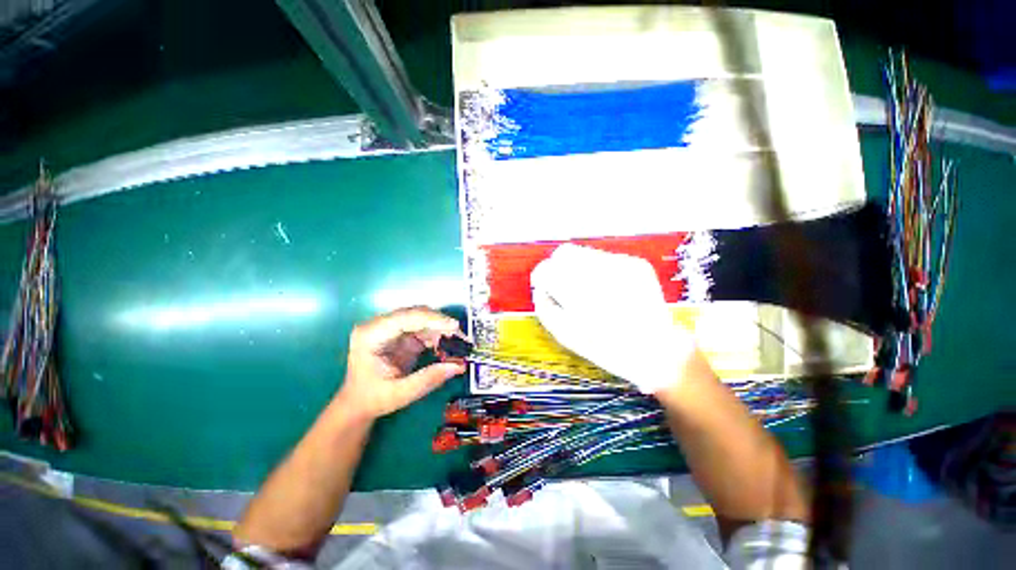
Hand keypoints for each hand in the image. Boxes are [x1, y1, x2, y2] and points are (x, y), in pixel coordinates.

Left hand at [336, 307, 465, 419]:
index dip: (432, 319)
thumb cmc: (372, 399)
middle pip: (415, 314)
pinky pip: (424, 328)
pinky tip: (449, 345)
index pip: (405, 318)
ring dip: (442, 328)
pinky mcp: (402, 334)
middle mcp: (380, 325)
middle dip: (440, 323)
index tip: (454, 327)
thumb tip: (459, 366)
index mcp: (371, 335)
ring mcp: (391, 328)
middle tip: (461, 336)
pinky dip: (439, 335)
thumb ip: (428, 379)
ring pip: (423, 319)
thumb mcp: (399, 394)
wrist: (358, 404)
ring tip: (459, 342)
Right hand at [530, 244, 695, 393]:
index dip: (542, 277)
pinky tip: (607, 288)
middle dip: (559, 268)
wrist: (658, 351)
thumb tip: (540, 289)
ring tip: (588, 289)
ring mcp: (621, 265)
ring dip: (578, 267)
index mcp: (579, 294)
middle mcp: (599, 273)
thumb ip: (546, 309)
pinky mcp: (636, 263)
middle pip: (564, 253)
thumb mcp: (567, 336)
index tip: (545, 286)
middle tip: (564, 286)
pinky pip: (605, 257)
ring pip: (583, 252)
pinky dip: (599, 269)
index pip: (547, 270)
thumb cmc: (607, 349)